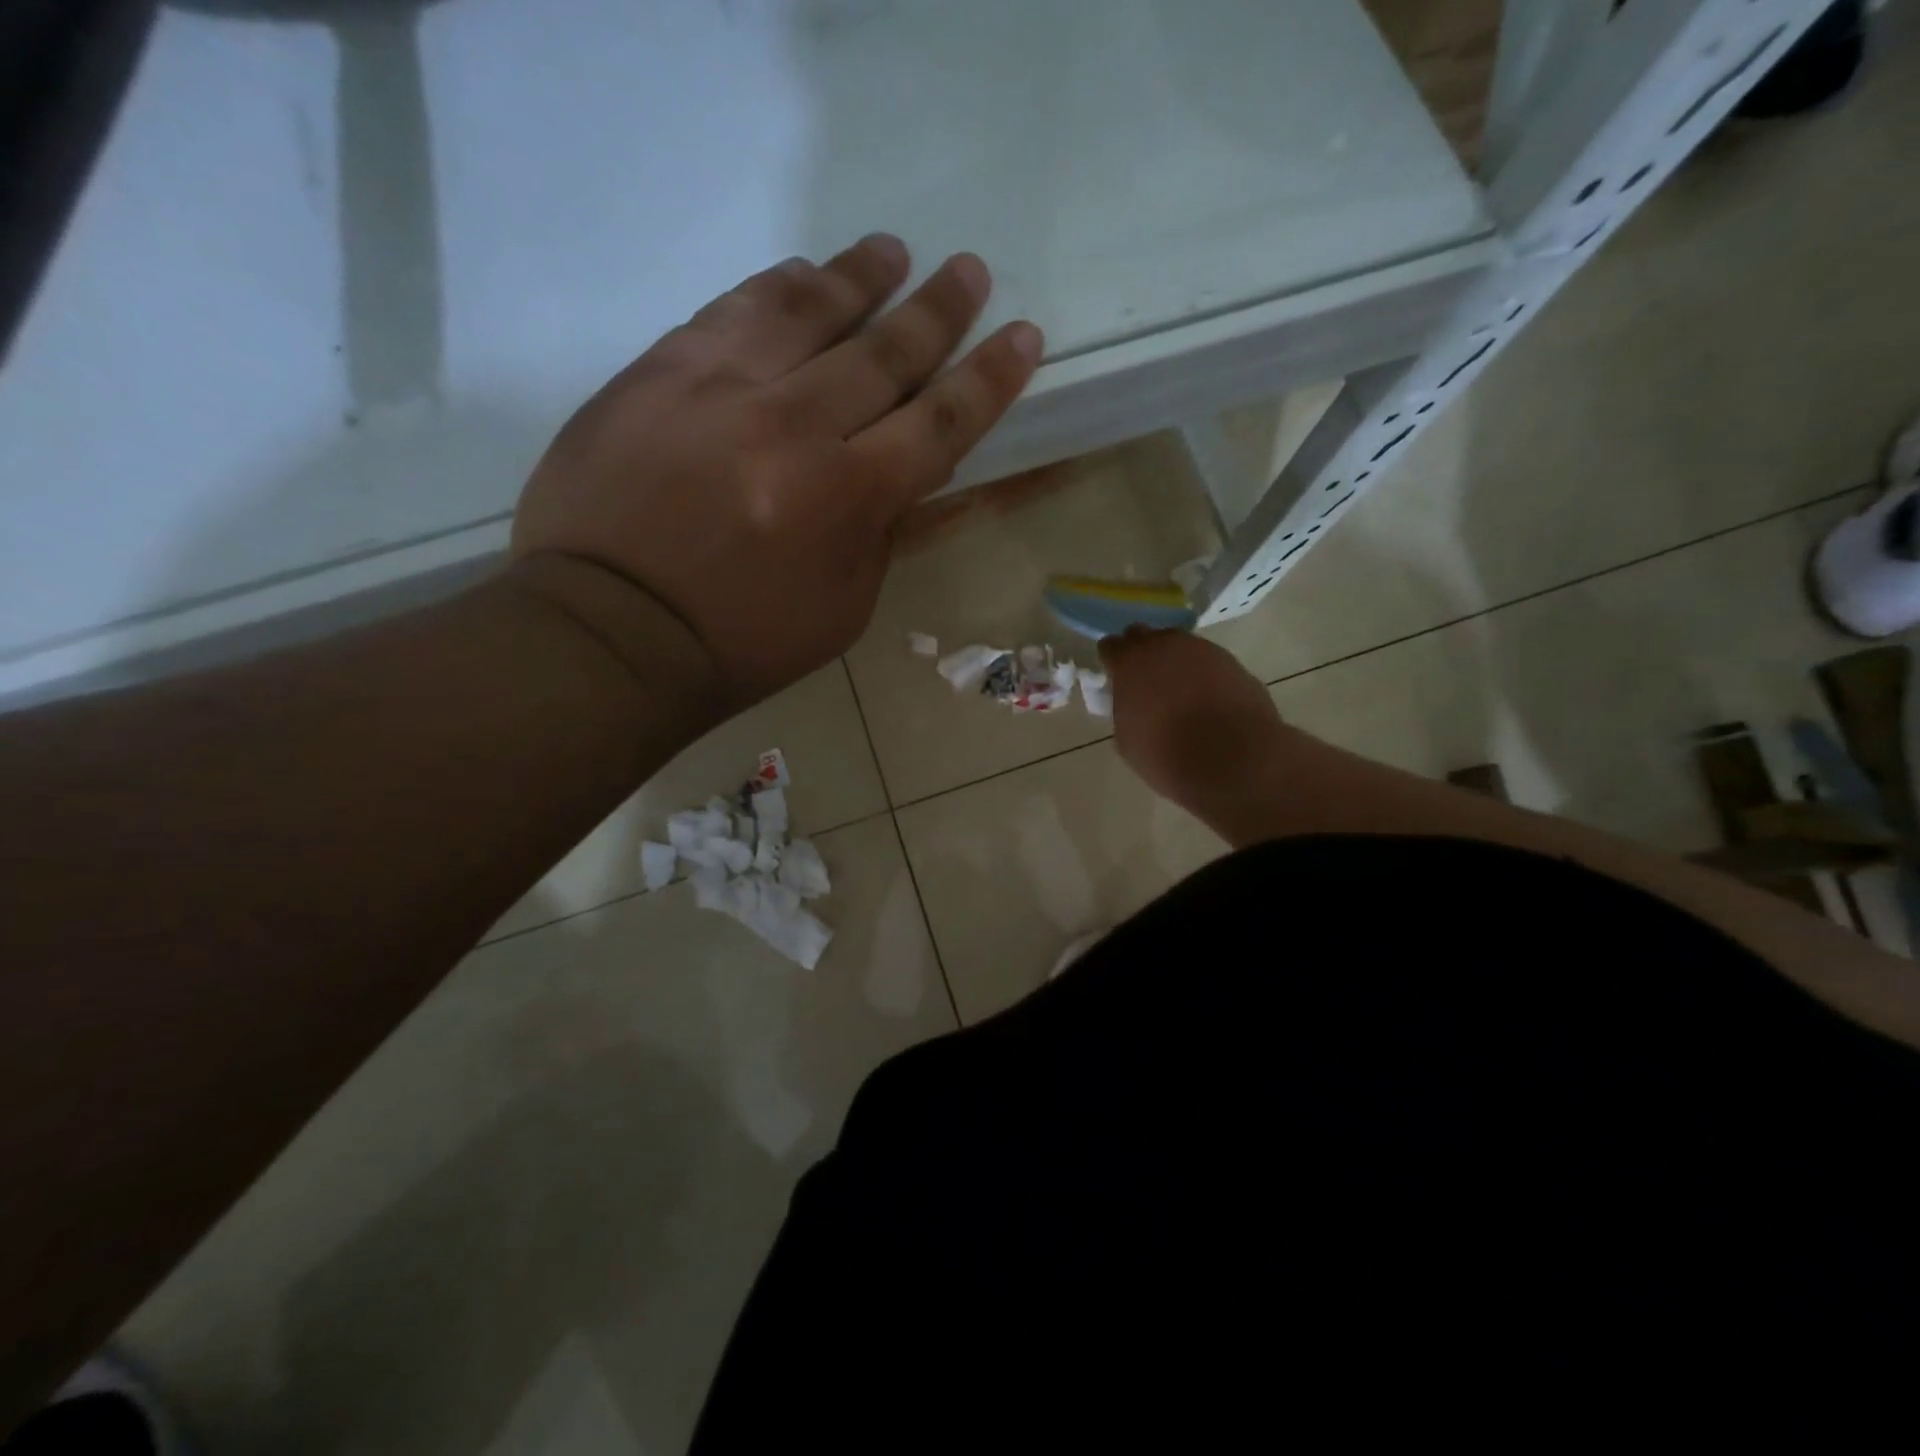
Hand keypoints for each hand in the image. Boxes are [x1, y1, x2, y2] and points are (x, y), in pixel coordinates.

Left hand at [511, 234, 1042, 708]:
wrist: (610, 630)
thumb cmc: (741, 640)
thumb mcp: (841, 609)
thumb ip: (878, 533)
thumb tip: (900, 475)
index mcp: (845, 497)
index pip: (939, 422)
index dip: (988, 378)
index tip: (1022, 336)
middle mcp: (792, 426)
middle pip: (883, 352)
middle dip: (938, 311)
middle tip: (969, 271)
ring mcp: (720, 388)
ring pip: (807, 309)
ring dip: (860, 276)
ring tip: (892, 252)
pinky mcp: (659, 370)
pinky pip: (731, 310)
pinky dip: (776, 286)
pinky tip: (801, 273)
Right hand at [1100, 629, 1283, 817]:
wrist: (1232, 762)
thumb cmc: (1166, 756)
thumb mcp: (1127, 739)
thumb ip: (1125, 709)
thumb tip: (1135, 703)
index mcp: (1131, 662)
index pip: (1111, 646)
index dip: (1112, 662)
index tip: (1116, 679)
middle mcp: (1165, 645)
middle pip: (1144, 636)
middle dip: (1141, 653)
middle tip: (1145, 681)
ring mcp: (1203, 650)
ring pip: (1179, 646)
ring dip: (1175, 662)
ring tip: (1180, 693)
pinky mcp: (1233, 662)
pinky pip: (1208, 661)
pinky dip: (1203, 675)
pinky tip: (1207, 700)